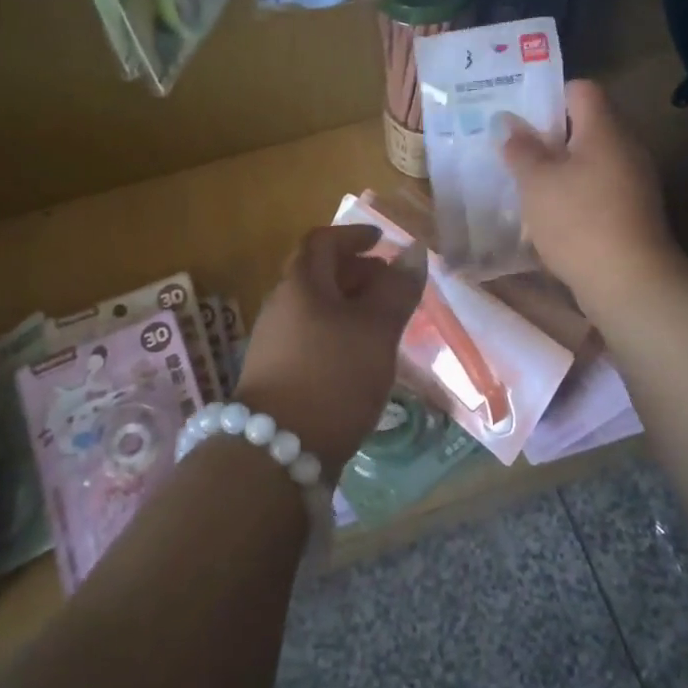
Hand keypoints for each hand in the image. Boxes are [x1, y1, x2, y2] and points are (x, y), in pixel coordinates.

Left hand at [236, 225, 425, 475]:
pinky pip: (312, 336)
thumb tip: (412, 251)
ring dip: (350, 305)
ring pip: (316, 308)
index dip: (352, 235)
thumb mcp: (376, 330)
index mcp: (301, 285)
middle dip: (356, 271)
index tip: (381, 241)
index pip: (322, 241)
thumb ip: (397, 289)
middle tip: (391, 284)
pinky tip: (361, 356)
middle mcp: (282, 306)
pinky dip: (339, 332)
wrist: (277, 452)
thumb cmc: (333, 376)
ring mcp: (275, 341)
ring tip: (384, 322)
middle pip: (318, 274)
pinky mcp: (278, 373)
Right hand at [498, 80, 680, 305]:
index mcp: (604, 129)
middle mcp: (625, 147)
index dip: (550, 96)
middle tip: (515, 150)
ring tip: (526, 184)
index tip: (521, 116)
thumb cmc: (578, 220)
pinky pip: (599, 189)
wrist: (630, 282)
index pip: (582, 89)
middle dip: (549, 137)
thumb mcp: (536, 182)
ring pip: (591, 161)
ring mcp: (634, 181)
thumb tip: (506, 122)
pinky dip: (576, 195)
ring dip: (560, 169)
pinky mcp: (634, 212)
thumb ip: (520, 149)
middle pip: (586, 126)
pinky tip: (551, 216)